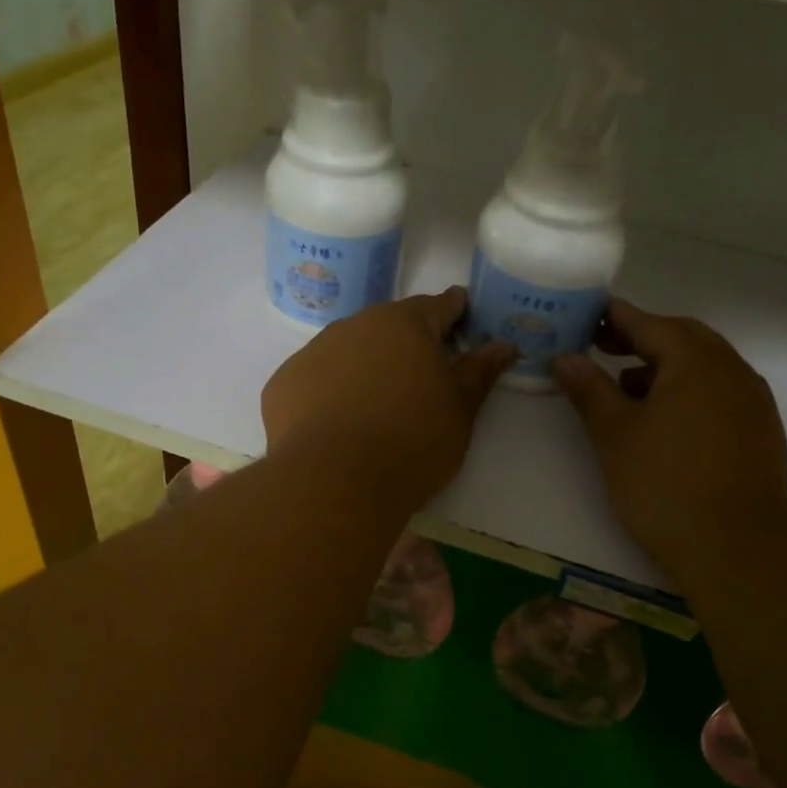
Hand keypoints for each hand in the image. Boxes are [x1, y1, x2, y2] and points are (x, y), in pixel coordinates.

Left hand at [262, 288, 514, 513]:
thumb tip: (502, 344)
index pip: (439, 305)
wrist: (334, 482)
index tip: (462, 322)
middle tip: (420, 376)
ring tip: (375, 405)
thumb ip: (479, 372)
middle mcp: (357, 324)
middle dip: (408, 342)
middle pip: (390, 324)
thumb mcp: (460, 411)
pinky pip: (316, 378)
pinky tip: (336, 423)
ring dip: (365, 365)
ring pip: (349, 349)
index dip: (455, 312)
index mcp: (406, 324)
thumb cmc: (412, 443)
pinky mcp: (284, 382)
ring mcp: (314, 351)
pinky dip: (329, 391)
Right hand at [553, 299, 786, 582]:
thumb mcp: (615, 435)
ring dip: (664, 366)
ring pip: (703, 367)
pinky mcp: (759, 432)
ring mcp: (752, 402)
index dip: (614, 316)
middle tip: (602, 346)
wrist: (739, 550)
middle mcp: (732, 371)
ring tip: (625, 387)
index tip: (586, 312)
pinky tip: (662, 422)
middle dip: (641, 338)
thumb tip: (564, 357)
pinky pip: (718, 393)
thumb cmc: (666, 485)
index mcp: (697, 361)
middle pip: (682, 338)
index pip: (648, 323)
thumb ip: (589, 390)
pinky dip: (686, 392)